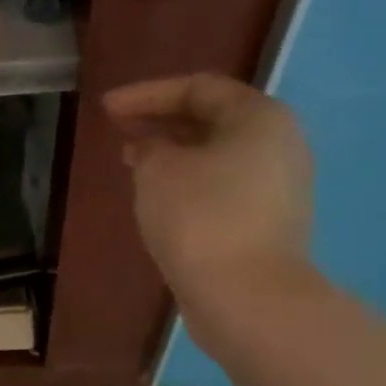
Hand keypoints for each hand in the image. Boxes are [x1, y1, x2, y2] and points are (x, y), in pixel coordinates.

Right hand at [103, 74, 314, 294]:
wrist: (247, 297)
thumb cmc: (201, 218)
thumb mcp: (158, 170)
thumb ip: (149, 146)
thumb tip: (152, 148)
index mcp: (259, 118)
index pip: (198, 88)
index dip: (147, 94)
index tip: (106, 108)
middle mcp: (279, 144)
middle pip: (213, 118)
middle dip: (162, 121)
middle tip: (120, 129)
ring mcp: (278, 186)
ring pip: (217, 155)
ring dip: (173, 153)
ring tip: (133, 161)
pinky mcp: (268, 222)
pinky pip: (223, 186)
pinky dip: (189, 181)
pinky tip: (159, 195)